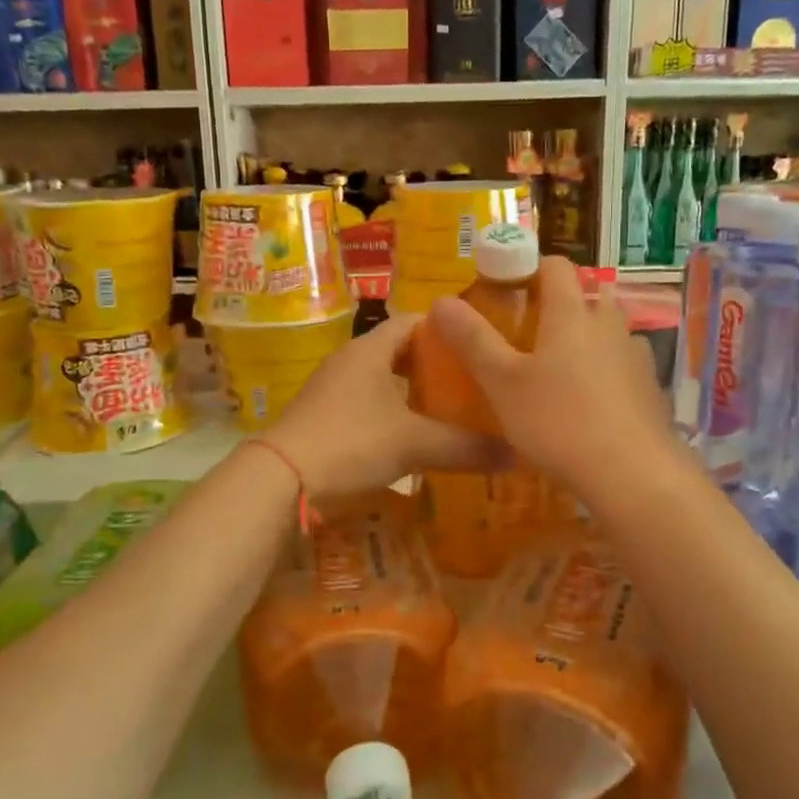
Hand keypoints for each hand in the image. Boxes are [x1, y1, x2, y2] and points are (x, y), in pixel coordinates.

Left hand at [261, 313, 507, 502]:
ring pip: (381, 380)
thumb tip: (516, 454)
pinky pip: (366, 405)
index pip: (413, 321)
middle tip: (470, 380)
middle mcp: (349, 361)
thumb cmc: (351, 442)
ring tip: (448, 408)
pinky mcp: (324, 417)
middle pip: (398, 351)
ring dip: (411, 391)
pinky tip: (412, 437)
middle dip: (433, 364)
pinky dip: (392, 413)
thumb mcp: (414, 443)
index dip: (445, 328)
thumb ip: (465, 447)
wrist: (282, 478)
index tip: (476, 343)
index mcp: (370, 350)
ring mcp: (332, 390)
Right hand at [425, 257, 678, 500]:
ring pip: (608, 331)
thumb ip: (472, 340)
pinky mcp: (650, 389)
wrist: (633, 474)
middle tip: (528, 332)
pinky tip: (588, 403)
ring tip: (557, 369)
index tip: (505, 287)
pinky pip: (622, 365)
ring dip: (585, 338)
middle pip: (587, 295)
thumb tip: (441, 300)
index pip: (555, 266)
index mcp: (571, 314)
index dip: (529, 267)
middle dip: (559, 305)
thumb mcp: (502, 384)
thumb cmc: (558, 422)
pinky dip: (604, 371)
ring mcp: (635, 356)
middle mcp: (609, 324)